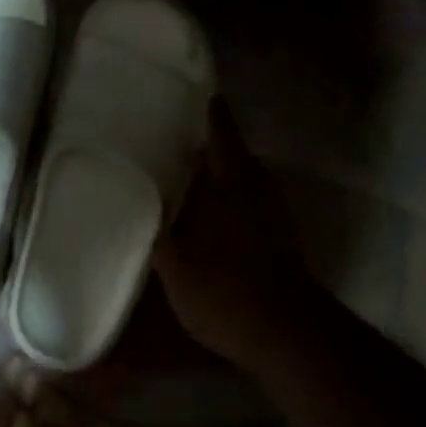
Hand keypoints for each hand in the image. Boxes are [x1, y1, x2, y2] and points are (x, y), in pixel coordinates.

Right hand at [154, 98, 320, 372]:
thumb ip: (158, 231)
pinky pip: (249, 200)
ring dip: (219, 170)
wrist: (286, 335)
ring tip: (187, 170)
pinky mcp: (280, 237)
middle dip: (208, 142)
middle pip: (233, 152)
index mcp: (231, 182)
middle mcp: (256, 188)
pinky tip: (208, 210)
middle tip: (174, 135)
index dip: (208, 110)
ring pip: (243, 177)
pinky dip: (229, 196)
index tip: (191, 91)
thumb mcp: (176, 265)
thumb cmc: (226, 291)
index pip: (220, 131)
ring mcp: (273, 212)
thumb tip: (139, 203)